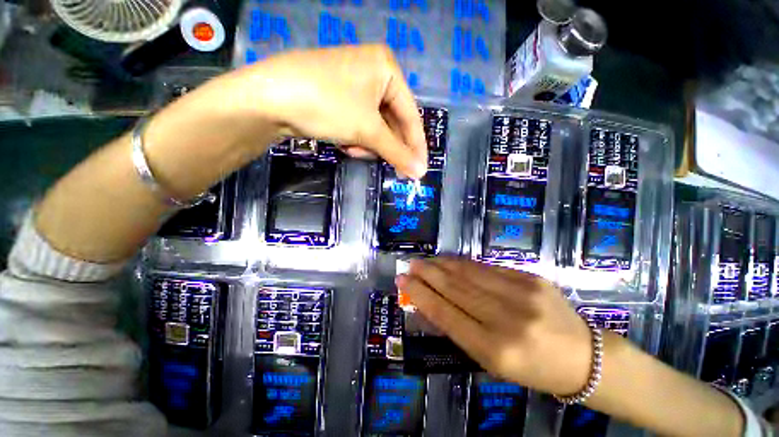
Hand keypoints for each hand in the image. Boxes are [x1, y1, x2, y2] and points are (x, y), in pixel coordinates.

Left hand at [216, 44, 427, 177]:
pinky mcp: (340, 96)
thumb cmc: (327, 105)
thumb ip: (397, 152)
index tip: (421, 170)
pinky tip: (344, 142)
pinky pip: (360, 123)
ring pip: (375, 126)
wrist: (269, 98)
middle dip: (386, 146)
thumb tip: (421, 172)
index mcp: (387, 68)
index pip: (411, 115)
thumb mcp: (367, 130)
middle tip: (387, 167)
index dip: (416, 146)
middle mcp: (374, 71)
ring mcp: (354, 83)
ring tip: (352, 149)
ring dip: (368, 143)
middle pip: (393, 121)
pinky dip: (356, 137)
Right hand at [396, 258, 591, 395]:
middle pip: (454, 288)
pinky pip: (488, 268)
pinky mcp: (531, 278)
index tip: (403, 281)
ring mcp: (521, 294)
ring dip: (442, 264)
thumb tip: (432, 302)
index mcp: (494, 350)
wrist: (584, 358)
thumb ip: (461, 329)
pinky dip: (465, 264)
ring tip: (426, 260)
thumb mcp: (491, 361)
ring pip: (468, 273)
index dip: (420, 294)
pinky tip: (451, 261)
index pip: (445, 313)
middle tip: (410, 264)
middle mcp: (506, 320)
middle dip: (427, 274)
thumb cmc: (532, 368)